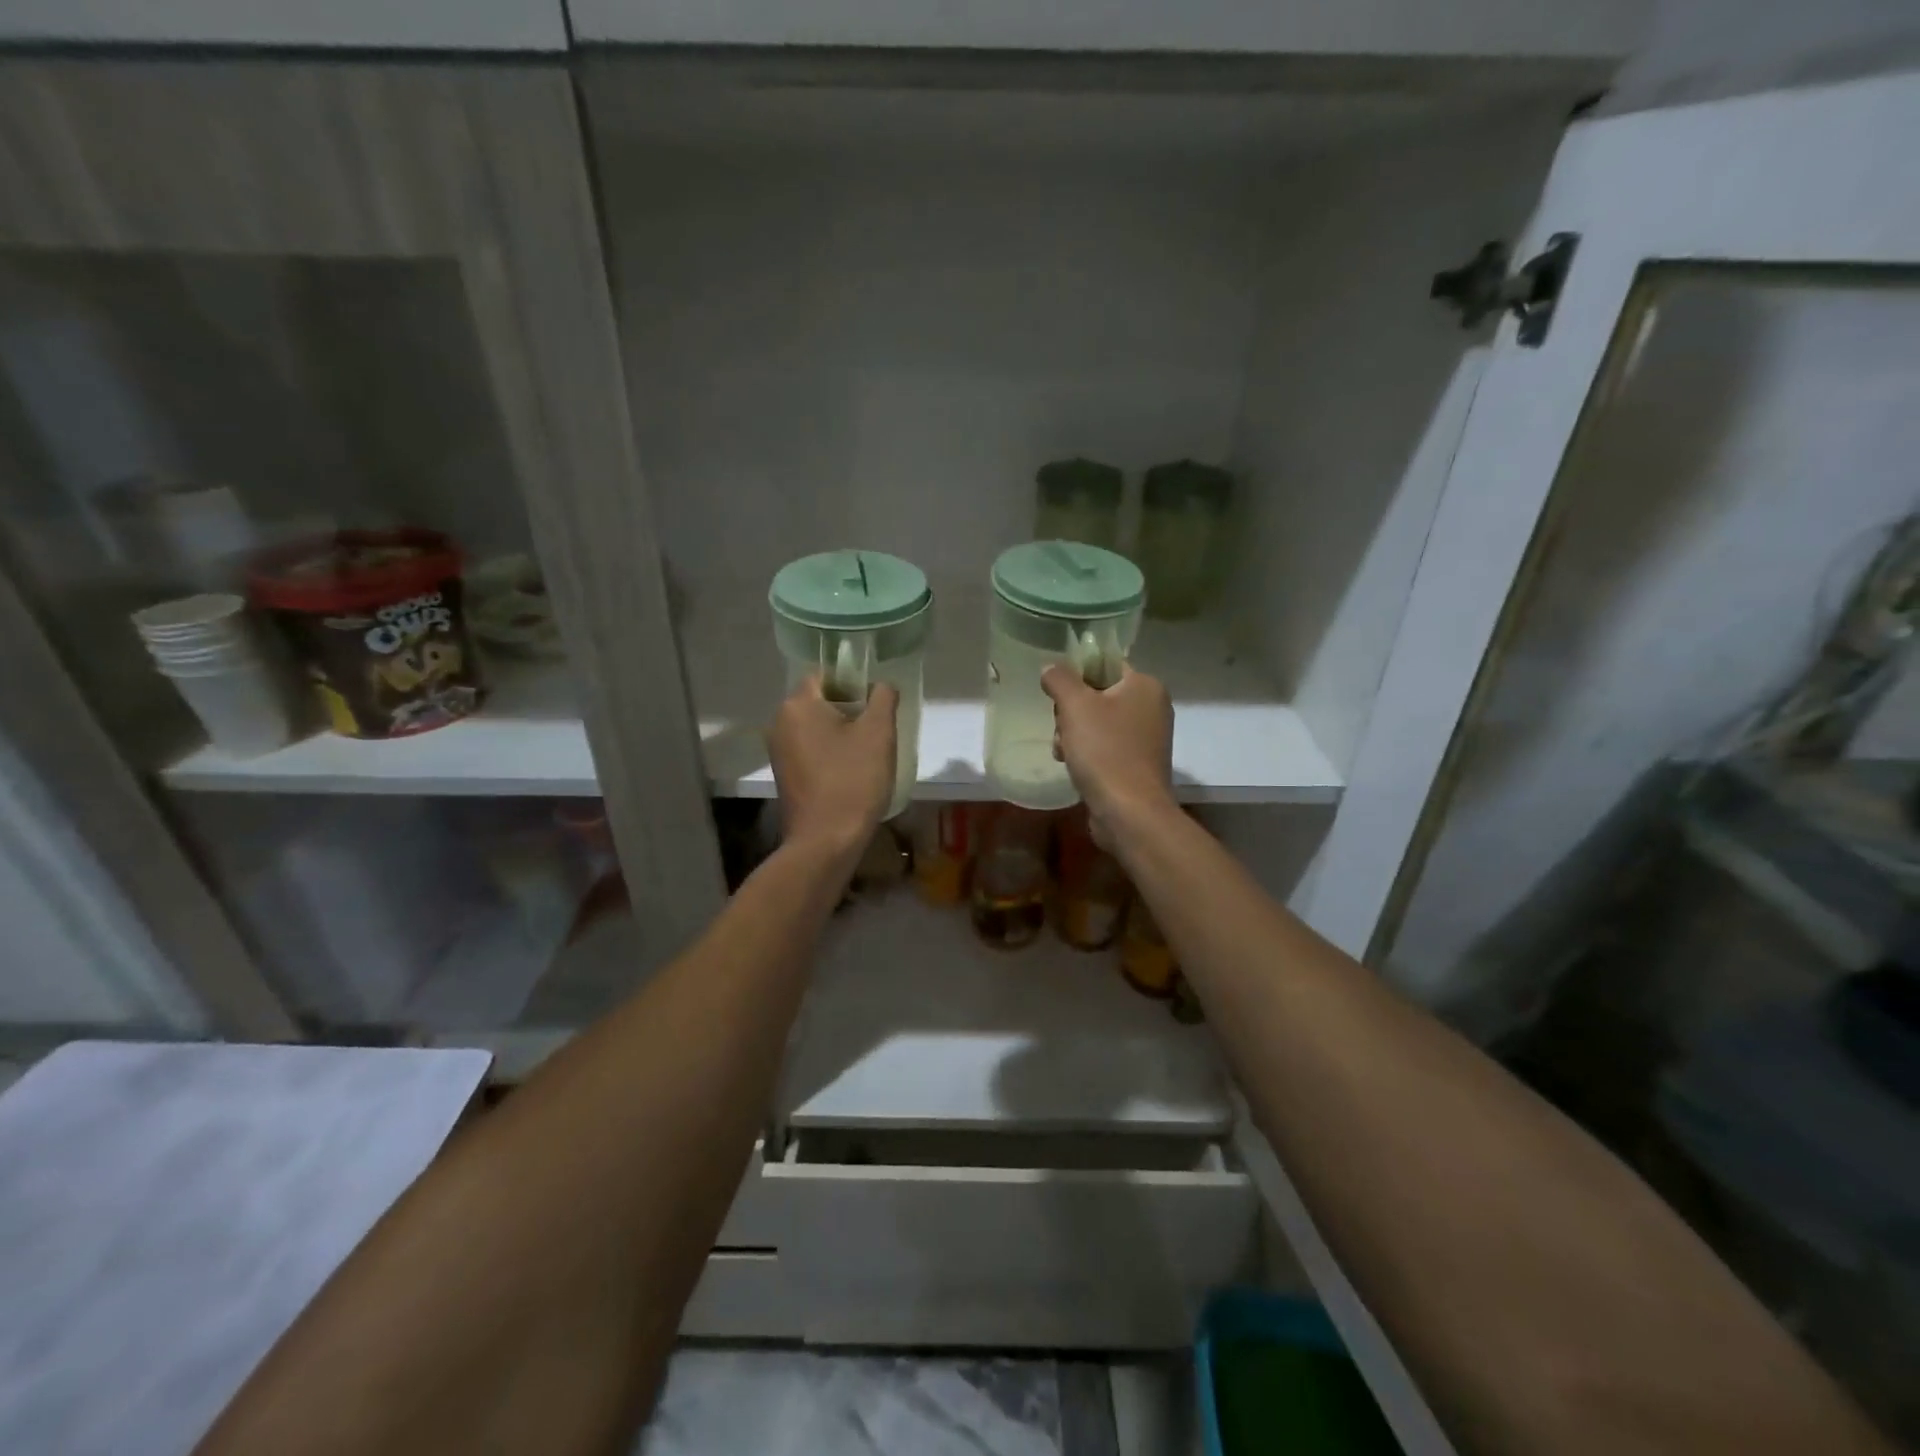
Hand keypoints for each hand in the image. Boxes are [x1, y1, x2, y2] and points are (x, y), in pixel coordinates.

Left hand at [769, 677, 898, 859]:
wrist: (825, 841)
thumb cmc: (853, 781)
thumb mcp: (879, 733)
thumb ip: (883, 698)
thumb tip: (881, 685)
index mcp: (797, 705)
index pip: (825, 674)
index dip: (853, 682)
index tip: (875, 704)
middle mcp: (779, 722)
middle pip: (819, 700)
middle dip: (849, 709)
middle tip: (877, 729)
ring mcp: (778, 751)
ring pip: (815, 726)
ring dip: (840, 733)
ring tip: (867, 753)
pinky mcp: (784, 774)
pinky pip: (809, 749)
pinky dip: (829, 752)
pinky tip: (850, 772)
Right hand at [1041, 664, 1175, 848]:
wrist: (1129, 812)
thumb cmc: (1105, 751)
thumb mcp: (1075, 706)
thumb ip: (1060, 679)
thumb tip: (1051, 668)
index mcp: (1145, 686)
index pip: (1105, 664)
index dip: (1076, 675)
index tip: (1058, 694)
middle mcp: (1152, 708)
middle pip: (1098, 695)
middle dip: (1071, 712)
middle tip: (1061, 728)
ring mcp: (1146, 739)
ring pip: (1097, 723)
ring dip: (1073, 735)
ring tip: (1063, 752)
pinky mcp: (1137, 765)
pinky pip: (1105, 747)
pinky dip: (1086, 754)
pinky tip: (1072, 766)